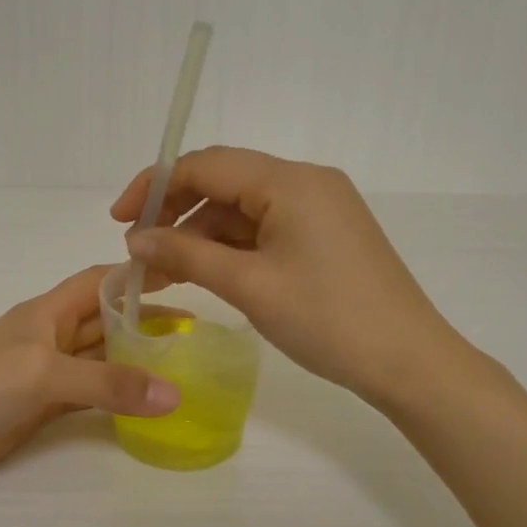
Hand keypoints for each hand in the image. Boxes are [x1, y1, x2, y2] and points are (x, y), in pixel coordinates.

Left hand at [0, 267, 176, 526]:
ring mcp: (43, 375)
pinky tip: (142, 403)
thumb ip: (108, 383)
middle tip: (196, 332)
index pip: (100, 282)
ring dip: (133, 360)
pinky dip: (114, 397)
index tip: (183, 275)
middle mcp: (48, 337)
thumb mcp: (43, 375)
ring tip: (180, 366)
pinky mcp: (38, 409)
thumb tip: (175, 395)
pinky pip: (87, 395)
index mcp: (46, 312)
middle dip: (145, 321)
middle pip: (104, 320)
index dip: (137, 277)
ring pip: (98, 359)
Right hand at [111, 146, 459, 407]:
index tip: (118, 220)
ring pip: (243, 209)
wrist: (408, 362)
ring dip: (200, 235)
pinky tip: (205, 273)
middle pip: (224, 182)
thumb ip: (187, 254)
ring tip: (163, 272)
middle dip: (176, 213)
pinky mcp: (325, 235)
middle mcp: (306, 182)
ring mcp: (319, 209)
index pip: (207, 164)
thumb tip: (135, 238)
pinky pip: (265, 229)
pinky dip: (231, 248)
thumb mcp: (249, 285)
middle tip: (139, 252)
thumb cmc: (327, 320)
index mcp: (290, 181)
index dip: (155, 186)